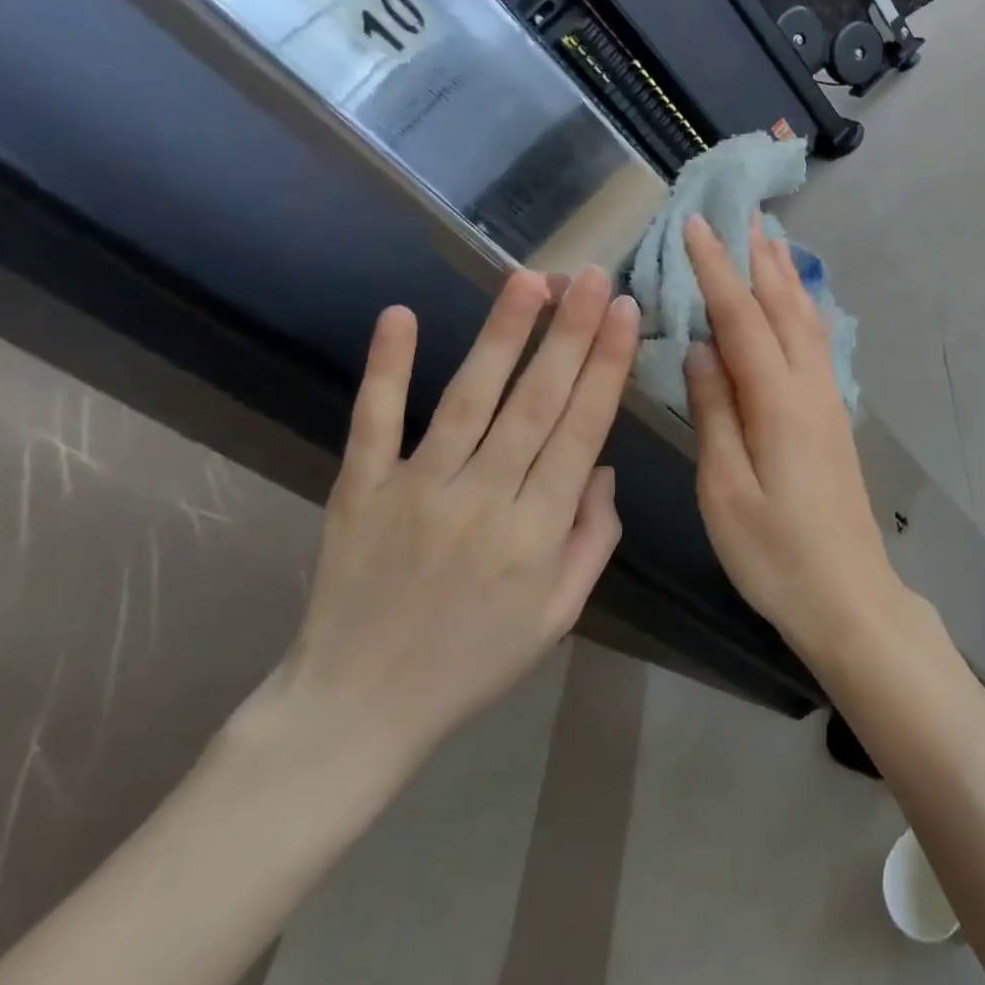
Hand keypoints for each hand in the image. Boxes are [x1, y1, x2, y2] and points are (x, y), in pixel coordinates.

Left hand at [273, 266, 637, 768]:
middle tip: (593, 277)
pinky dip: (386, 369)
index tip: (626, 314)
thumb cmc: (476, 660)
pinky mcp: (359, 490)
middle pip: (535, 402)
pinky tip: (400, 315)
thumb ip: (593, 538)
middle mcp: (482, 499)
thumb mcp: (560, 613)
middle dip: (571, 333)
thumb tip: (601, 467)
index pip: (582, 431)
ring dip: (503, 335)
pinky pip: (374, 422)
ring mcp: (415, 490)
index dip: (607, 367)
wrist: (359, 706)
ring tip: (532, 280)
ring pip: (469, 398)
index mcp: (537, 532)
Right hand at [682, 213, 903, 656]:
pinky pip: (817, 345)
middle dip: (759, 258)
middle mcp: (810, 389)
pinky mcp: (834, 419)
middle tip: (742, 212)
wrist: (848, 595)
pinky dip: (803, 311)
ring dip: (786, 278)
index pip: (741, 318)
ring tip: (771, 241)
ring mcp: (829, 402)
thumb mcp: (725, 489)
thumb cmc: (775, 553)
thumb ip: (714, 412)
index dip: (716, 269)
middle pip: (784, 307)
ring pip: (807, 322)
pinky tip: (798, 306)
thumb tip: (700, 348)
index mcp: (778, 402)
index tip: (695, 224)